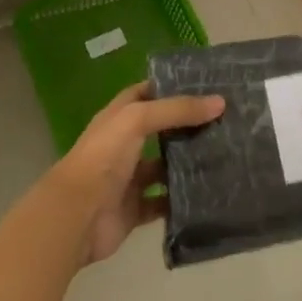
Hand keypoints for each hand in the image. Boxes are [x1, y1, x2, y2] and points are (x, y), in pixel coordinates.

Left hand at [50, 81, 224, 264]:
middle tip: (224, 121)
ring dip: (187, 163)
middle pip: (161, 129)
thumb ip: (177, 110)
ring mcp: (130, 178)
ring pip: (165, 166)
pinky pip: (164, 202)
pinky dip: (181, 200)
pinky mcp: (136, 209)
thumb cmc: (104, 156)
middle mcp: (125, 144)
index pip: (148, 93)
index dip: (172, 87)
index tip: (206, 85)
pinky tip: (207, 193)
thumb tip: (220, 102)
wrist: (77, 215)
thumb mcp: (138, 119)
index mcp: (120, 116)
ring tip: (223, 155)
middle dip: (187, 126)